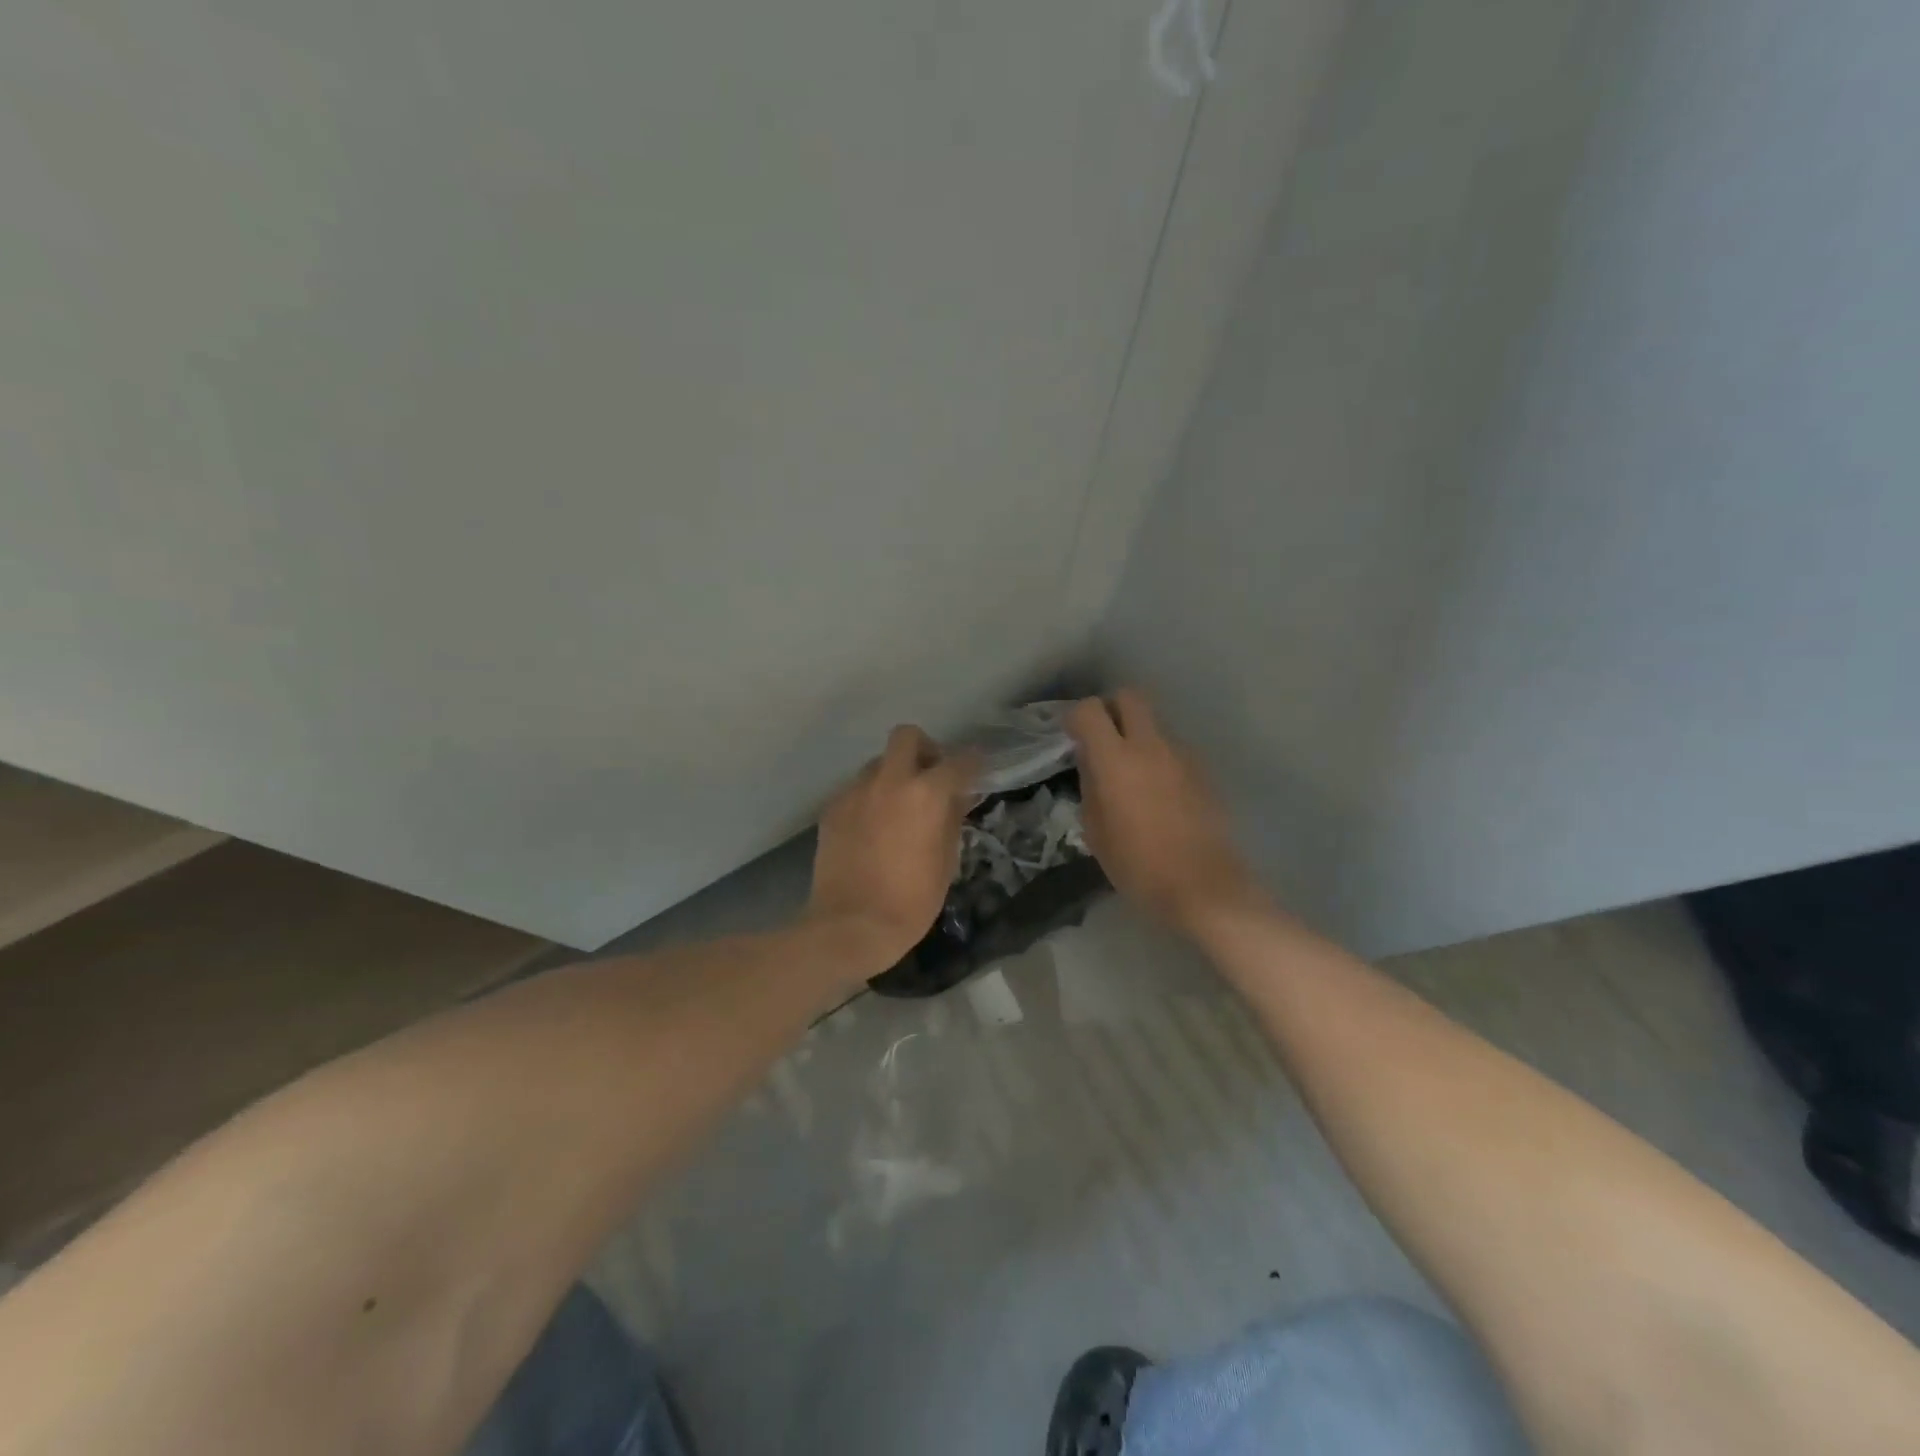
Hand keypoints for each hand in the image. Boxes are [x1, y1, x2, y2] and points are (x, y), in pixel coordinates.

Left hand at [807, 725, 979, 969]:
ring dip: (894, 775)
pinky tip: (872, 827)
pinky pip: (857, 789)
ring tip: (898, 806)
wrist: (850, 925)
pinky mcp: (832, 808)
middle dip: (924, 748)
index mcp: (926, 794)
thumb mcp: (946, 862)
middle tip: (930, 776)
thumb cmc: (911, 901)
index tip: (976, 770)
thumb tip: (957, 798)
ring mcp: (856, 791)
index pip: (958, 761)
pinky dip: (870, 798)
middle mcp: (889, 781)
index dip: (972, 763)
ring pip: (878, 763)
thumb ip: (952, 821)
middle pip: (907, 736)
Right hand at [1067, 690, 1267, 932]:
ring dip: (1138, 736)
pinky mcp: (1202, 771)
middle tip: (1102, 738)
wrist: (1204, 887)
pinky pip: (1172, 750)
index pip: (1091, 711)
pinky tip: (1156, 794)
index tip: (1072, 737)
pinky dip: (1158, 759)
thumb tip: (1091, 764)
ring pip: (1154, 724)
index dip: (1077, 718)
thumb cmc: (1138, 866)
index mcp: (1116, 760)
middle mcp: (1151, 746)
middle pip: (1130, 697)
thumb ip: (1090, 787)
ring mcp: (1182, 756)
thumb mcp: (1096, 832)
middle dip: (1111, 709)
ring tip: (1131, 775)